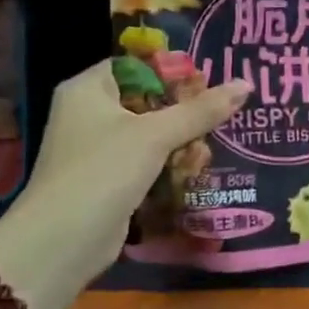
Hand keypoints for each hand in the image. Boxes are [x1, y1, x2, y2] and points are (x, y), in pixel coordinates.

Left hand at [0, 60, 250, 293]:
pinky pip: (147, 160)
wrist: (61, 243)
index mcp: (88, 88)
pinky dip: (169, 165)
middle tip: (216, 121)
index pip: (138, 65)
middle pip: (150, 100)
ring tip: (206, 153)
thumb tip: (246, 84)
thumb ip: (201, 110)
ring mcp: (98, 148)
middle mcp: (89, 112)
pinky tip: (194, 172)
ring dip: (182, 143)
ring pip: (152, 133)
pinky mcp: (109, 178)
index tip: (211, 85)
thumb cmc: (103, 172)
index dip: (174, 72)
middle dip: (184, 114)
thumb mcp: (156, 135)